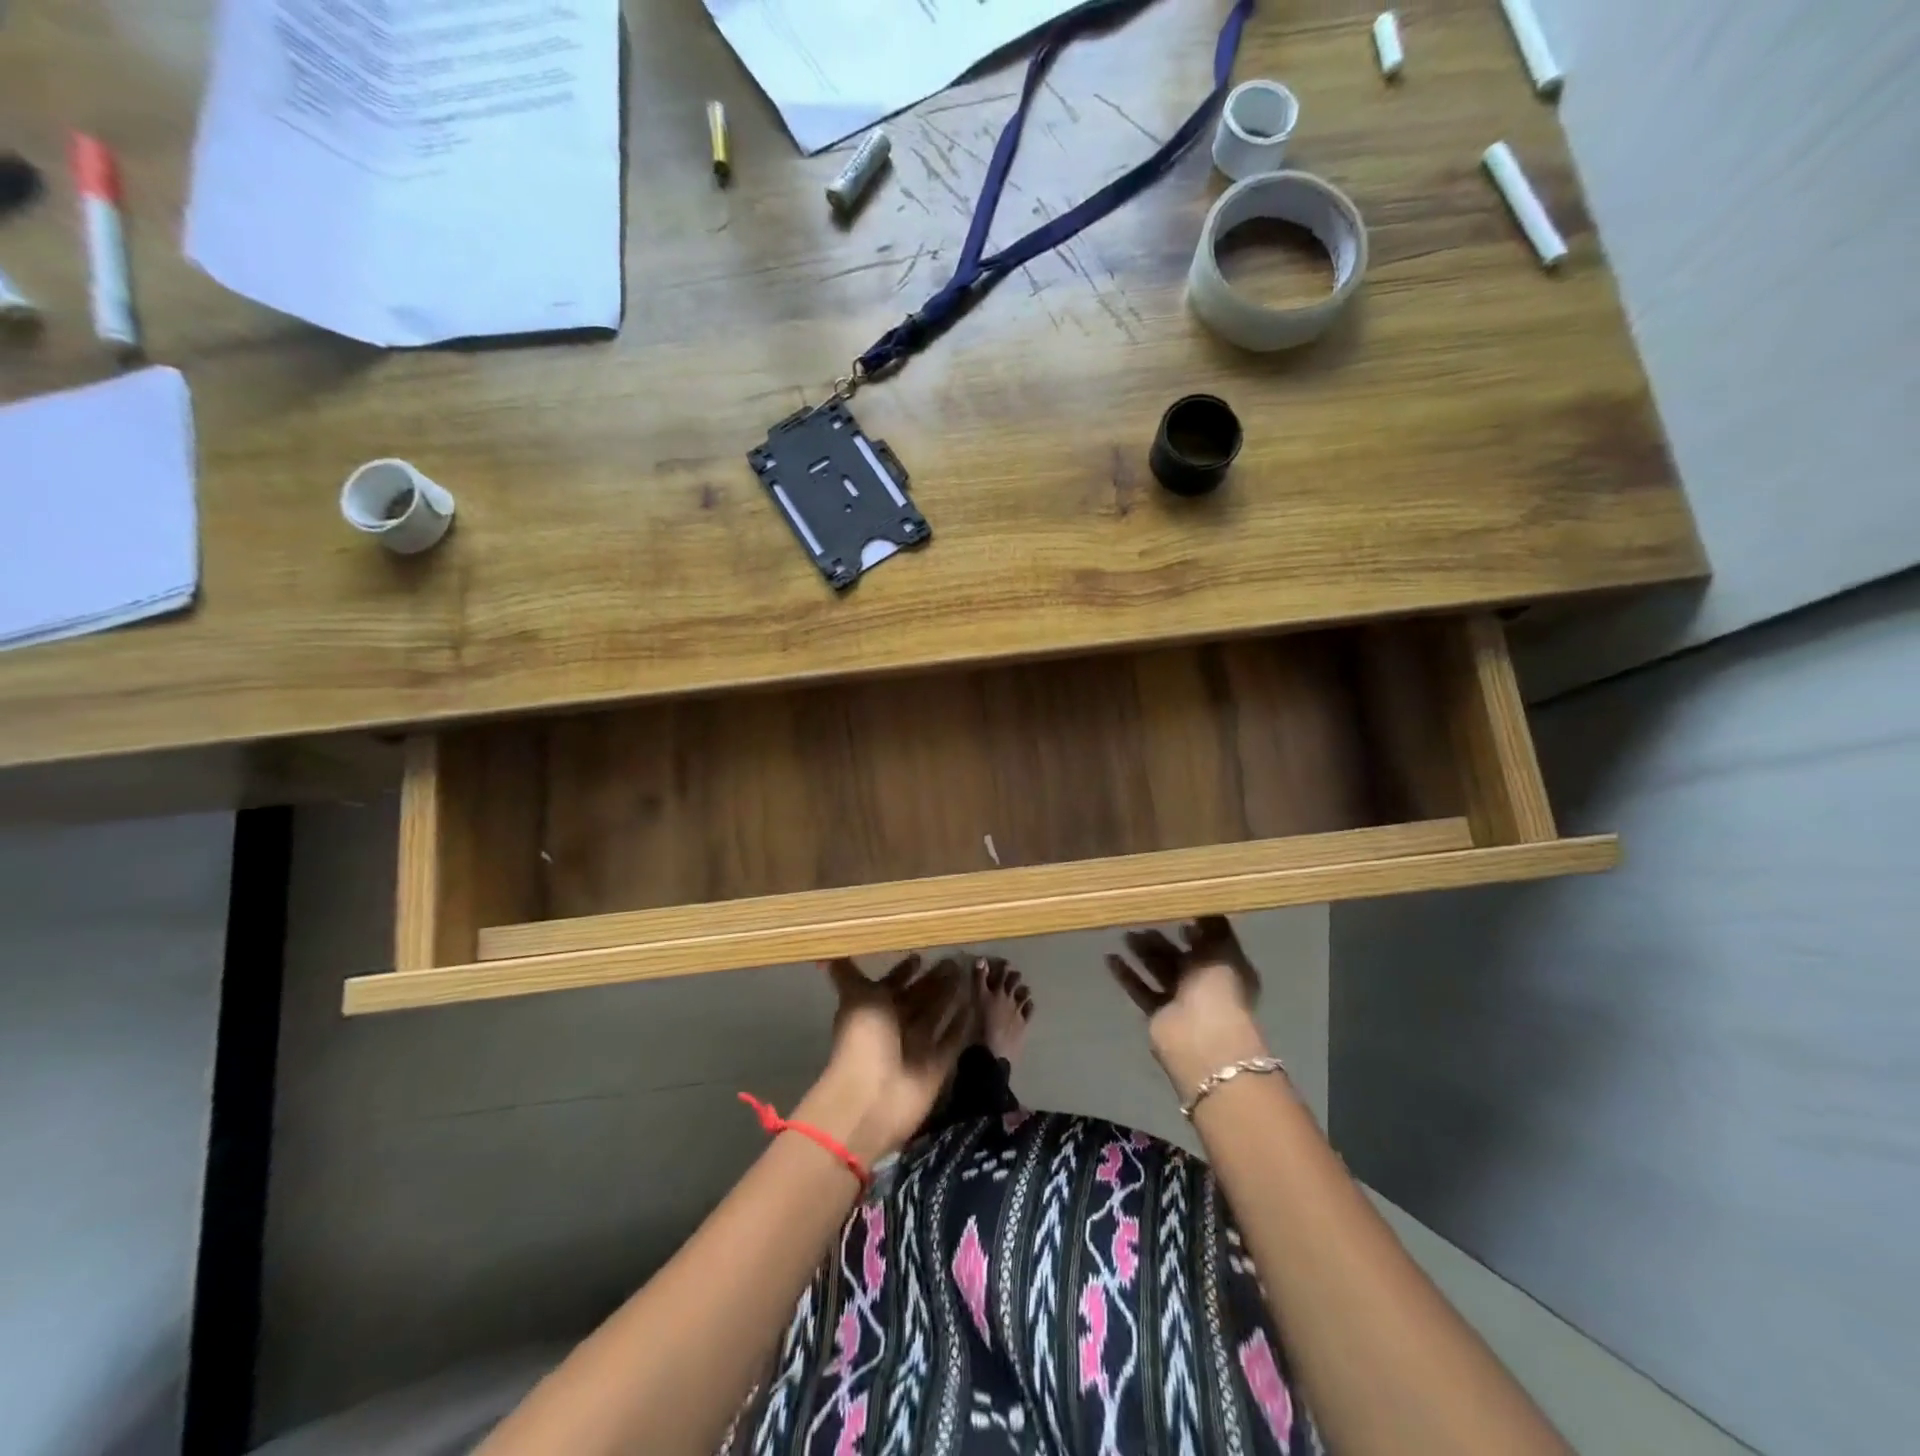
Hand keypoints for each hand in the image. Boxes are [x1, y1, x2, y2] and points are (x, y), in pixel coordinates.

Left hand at [796, 954, 970, 1164]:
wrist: (872, 1097)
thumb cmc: (863, 1039)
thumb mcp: (855, 997)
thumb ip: (847, 974)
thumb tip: (824, 954)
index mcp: (875, 1008)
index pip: (892, 984)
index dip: (904, 970)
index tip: (921, 954)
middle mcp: (896, 1025)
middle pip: (918, 997)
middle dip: (934, 980)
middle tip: (955, 958)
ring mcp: (918, 1045)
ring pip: (937, 1014)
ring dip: (950, 996)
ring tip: (968, 972)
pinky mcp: (938, 1064)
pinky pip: (953, 1039)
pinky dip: (962, 1023)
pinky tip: (975, 1003)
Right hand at [1106, 917, 1271, 1100]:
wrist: (1202, 1039)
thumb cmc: (1218, 989)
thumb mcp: (1222, 949)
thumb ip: (1211, 927)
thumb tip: (1199, 906)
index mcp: (1226, 968)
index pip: (1208, 943)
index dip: (1192, 928)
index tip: (1171, 909)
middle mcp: (1205, 984)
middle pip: (1178, 956)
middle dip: (1160, 939)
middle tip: (1139, 919)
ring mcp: (1181, 1001)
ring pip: (1158, 970)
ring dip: (1141, 953)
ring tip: (1123, 933)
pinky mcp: (1158, 1014)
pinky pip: (1140, 989)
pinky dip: (1126, 974)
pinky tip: (1110, 957)